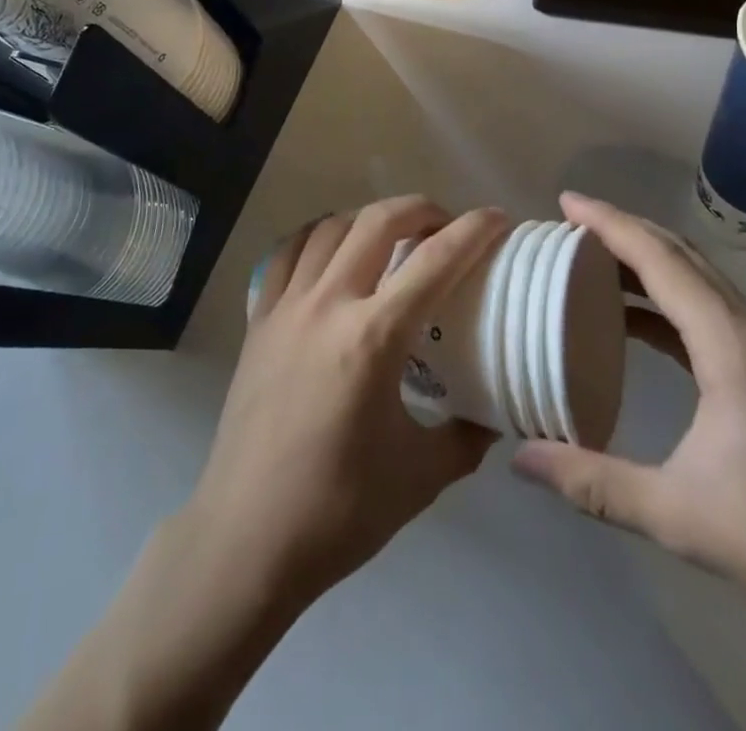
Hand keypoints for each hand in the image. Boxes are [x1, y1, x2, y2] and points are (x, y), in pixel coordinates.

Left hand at [183, 197, 507, 611]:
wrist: (248, 536)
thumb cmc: (339, 510)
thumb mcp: (422, 477)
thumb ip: (466, 437)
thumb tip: (492, 414)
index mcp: (373, 337)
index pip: (434, 262)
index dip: (473, 231)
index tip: (497, 217)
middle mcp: (328, 304)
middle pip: (377, 222)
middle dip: (420, 209)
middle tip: (445, 225)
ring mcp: (286, 306)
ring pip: (330, 227)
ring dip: (368, 218)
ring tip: (392, 235)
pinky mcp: (258, 319)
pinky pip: (287, 253)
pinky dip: (316, 236)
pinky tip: (330, 252)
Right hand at [512, 192, 745, 648]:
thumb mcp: (676, 515)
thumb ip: (593, 482)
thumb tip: (520, 457)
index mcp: (731, 344)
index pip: (661, 260)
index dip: (610, 224)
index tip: (566, 203)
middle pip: (680, 255)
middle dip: (624, 230)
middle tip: (569, 223)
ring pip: (697, 278)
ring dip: (645, 260)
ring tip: (591, 260)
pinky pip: (707, 310)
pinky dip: (665, 297)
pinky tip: (633, 320)